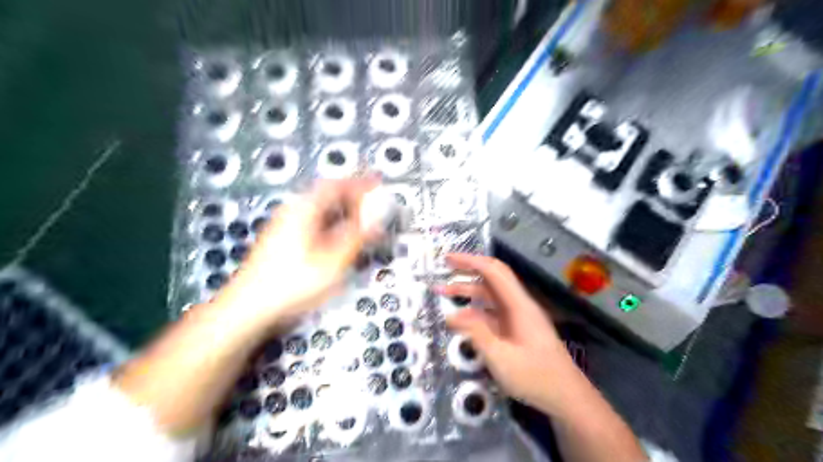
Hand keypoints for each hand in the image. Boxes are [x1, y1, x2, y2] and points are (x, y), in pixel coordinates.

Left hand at [220, 178, 375, 324]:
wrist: (250, 307)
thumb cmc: (294, 282)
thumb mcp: (333, 260)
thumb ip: (358, 235)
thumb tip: (378, 215)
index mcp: (304, 209)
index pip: (336, 185)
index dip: (359, 183)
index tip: (378, 182)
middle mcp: (293, 212)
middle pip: (327, 196)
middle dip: (352, 197)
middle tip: (374, 204)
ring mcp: (285, 226)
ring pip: (320, 211)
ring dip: (343, 212)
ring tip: (362, 221)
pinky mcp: (282, 241)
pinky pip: (313, 223)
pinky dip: (332, 225)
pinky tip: (339, 239)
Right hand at [436, 252, 584, 414]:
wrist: (566, 397)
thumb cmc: (535, 377)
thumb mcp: (500, 357)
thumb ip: (476, 333)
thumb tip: (451, 315)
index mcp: (519, 305)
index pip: (493, 271)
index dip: (470, 261)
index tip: (448, 259)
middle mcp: (519, 304)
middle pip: (493, 277)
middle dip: (468, 270)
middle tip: (445, 268)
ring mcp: (519, 316)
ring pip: (491, 295)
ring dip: (469, 290)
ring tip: (444, 292)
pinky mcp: (516, 328)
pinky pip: (493, 311)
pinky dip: (475, 309)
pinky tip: (461, 317)